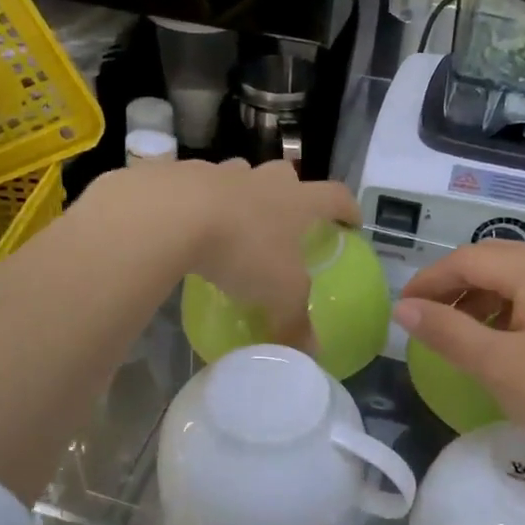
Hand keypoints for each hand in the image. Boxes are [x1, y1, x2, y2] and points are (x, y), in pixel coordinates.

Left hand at [118, 159, 358, 350]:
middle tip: (285, 221)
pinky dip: (199, 202)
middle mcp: (264, 180)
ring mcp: (221, 172)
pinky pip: (198, 186)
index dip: (348, 209)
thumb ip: (296, 322)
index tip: (352, 222)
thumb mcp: (279, 295)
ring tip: (234, 223)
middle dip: (290, 193)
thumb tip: (311, 352)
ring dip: (243, 194)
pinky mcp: (182, 174)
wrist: (172, 215)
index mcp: (297, 201)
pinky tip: (189, 227)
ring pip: (240, 176)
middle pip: (286, 175)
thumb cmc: (243, 250)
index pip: (336, 197)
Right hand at [395, 242, 524, 482]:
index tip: (401, 310)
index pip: (469, 259)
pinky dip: (511, 316)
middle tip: (426, 324)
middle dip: (455, 289)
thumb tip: (403, 308)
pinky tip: (503, 348)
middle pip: (495, 263)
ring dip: (482, 303)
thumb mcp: (499, 367)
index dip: (429, 281)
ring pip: (519, 283)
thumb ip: (447, 332)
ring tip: (460, 340)